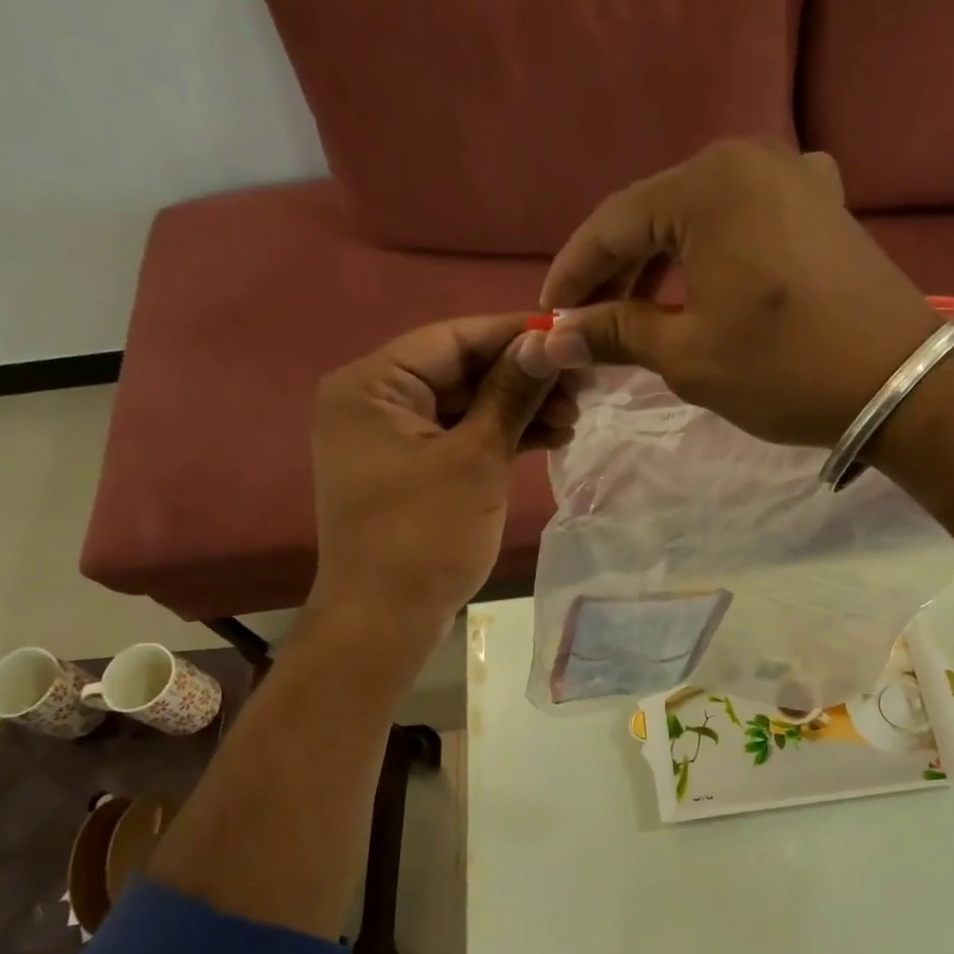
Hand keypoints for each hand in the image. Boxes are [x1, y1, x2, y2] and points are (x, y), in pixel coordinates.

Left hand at [305, 316, 575, 655]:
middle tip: (582, 385)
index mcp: (371, 385)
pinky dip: (498, 437)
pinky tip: (548, 438)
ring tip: (574, 418)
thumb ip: (511, 394)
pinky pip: (458, 438)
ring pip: (464, 406)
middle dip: (521, 378)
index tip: (570, 333)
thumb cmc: (424, 536)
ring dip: (517, 410)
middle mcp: (373, 402)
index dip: (514, 335)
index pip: (452, 339)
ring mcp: (390, 439)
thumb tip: (548, 341)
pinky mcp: (409, 470)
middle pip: (459, 371)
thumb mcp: (476, 459)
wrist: (385, 621)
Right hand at [530, 139, 945, 447]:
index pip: (613, 223)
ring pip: (701, 217)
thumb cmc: (785, 370)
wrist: (900, 383)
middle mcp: (749, 159)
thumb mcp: (688, 356)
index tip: (548, 314)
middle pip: (657, 213)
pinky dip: (711, 255)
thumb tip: (557, 336)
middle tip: (587, 320)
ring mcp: (794, 176)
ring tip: (635, 312)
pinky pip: (745, 222)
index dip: (574, 272)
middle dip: (617, 269)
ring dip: (662, 263)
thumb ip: (617, 332)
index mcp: (708, 185)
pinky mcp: (822, 204)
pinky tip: (699, 287)